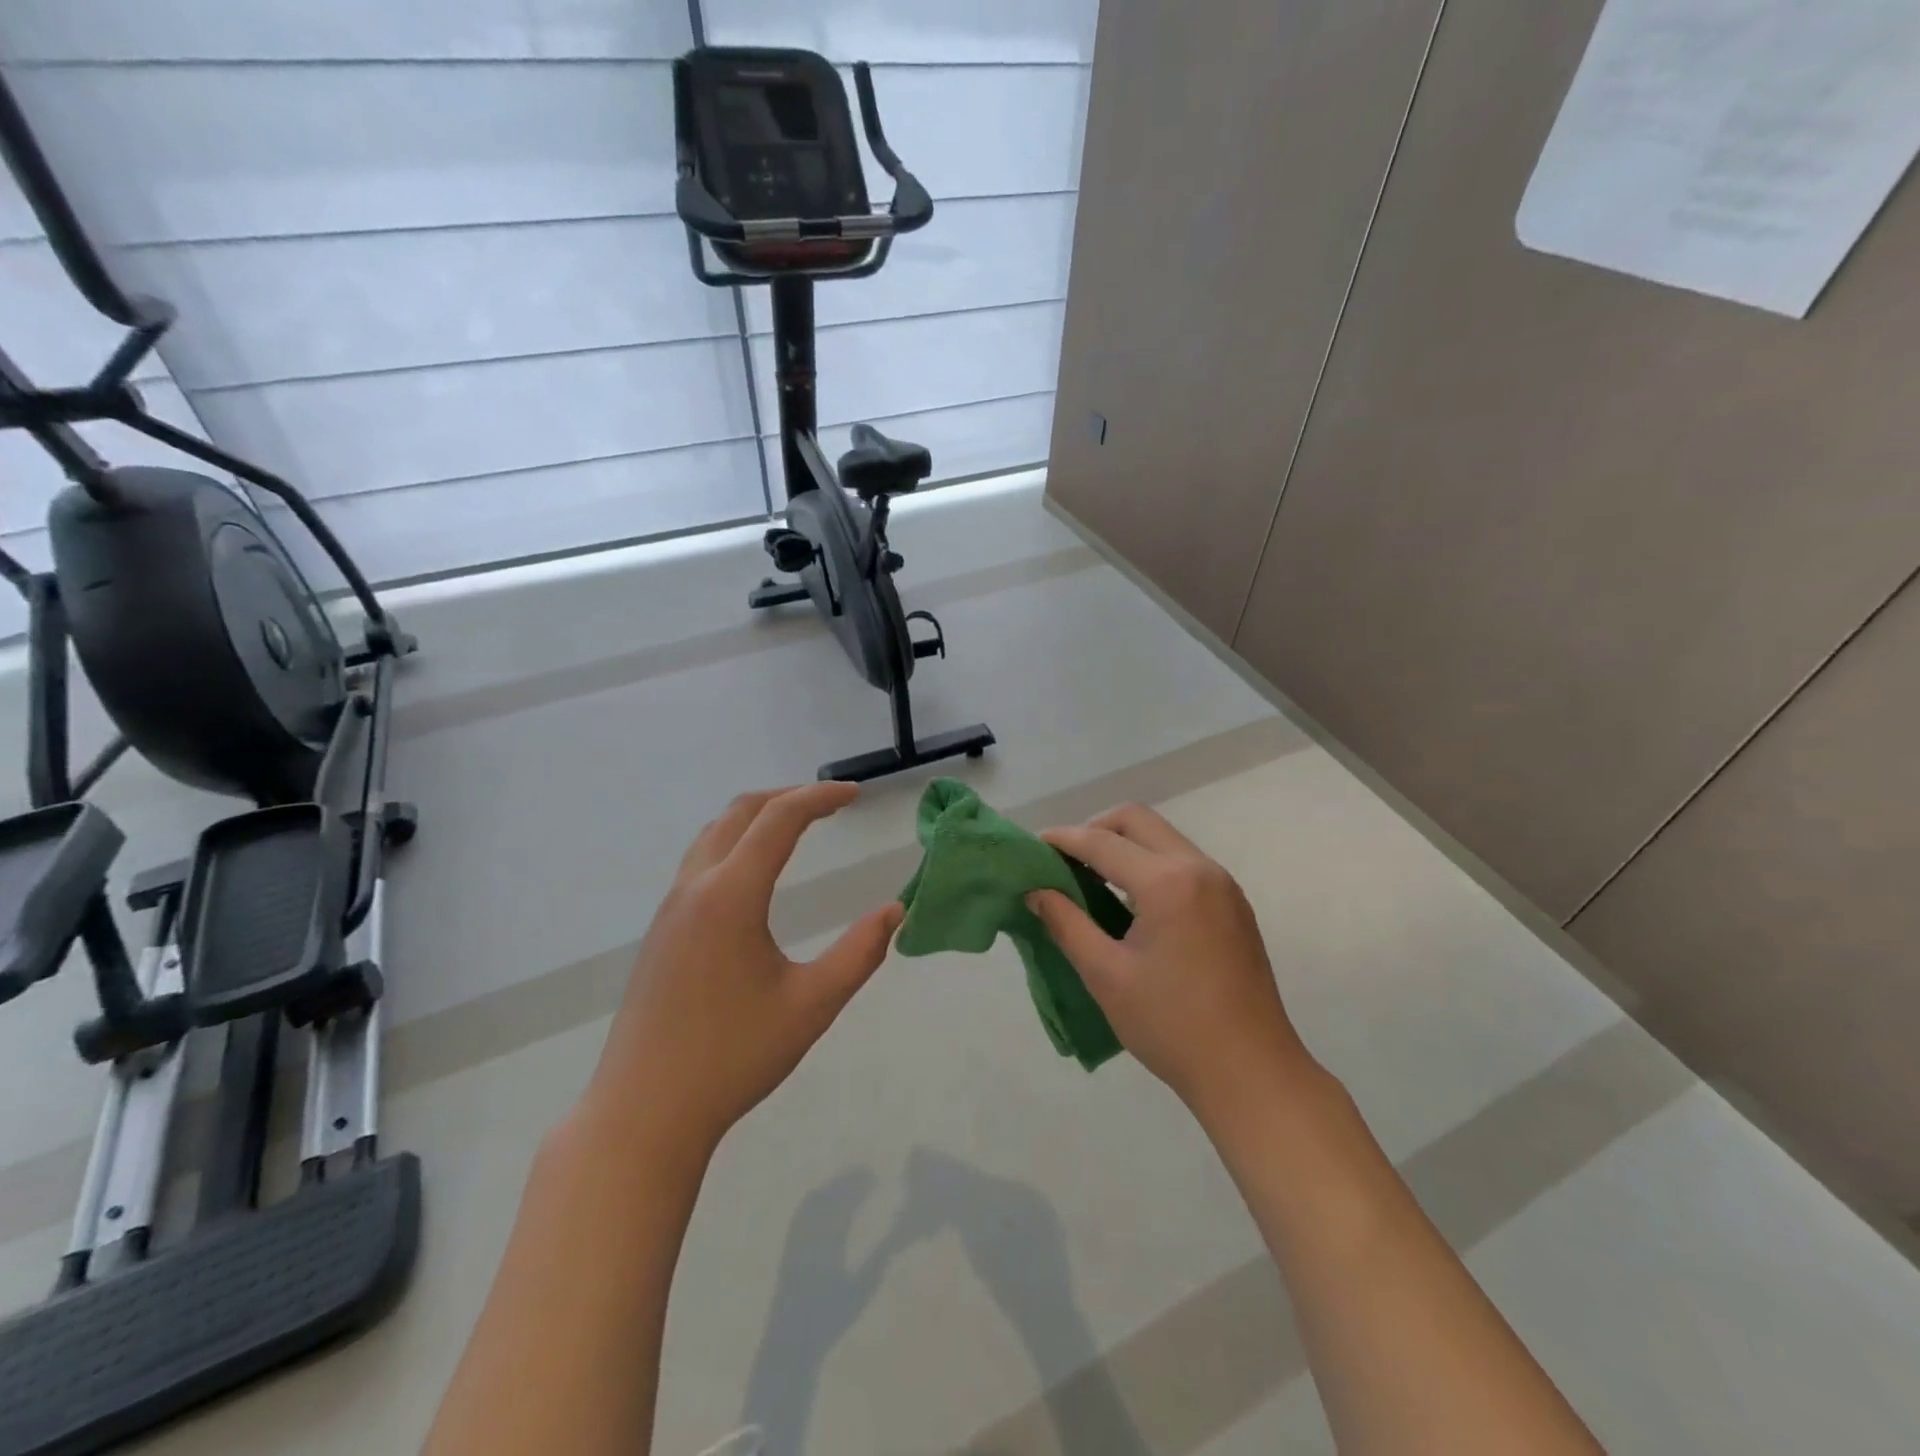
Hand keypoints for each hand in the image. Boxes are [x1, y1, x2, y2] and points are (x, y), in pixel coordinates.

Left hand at [583, 783, 903, 1161]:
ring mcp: (671, 909)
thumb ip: (859, 953)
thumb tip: (895, 911)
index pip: (779, 819)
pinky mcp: (661, 932)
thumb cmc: (733, 1057)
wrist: (644, 1112)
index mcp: (731, 896)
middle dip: (788, 797)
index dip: (820, 797)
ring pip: (714, 835)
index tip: (855, 796)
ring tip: (797, 828)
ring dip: (757, 818)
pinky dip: (736, 843)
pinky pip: (700, 862)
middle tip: (831, 804)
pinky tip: (756, 876)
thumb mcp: (812, 1006)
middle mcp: (696, 888)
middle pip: (741, 812)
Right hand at [1028, 804, 1315, 1131]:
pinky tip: (1131, 902)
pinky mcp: (1233, 904)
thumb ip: (1067, 924)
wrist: (1251, 1073)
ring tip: (1091, 881)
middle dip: (1094, 830)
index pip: (1102, 842)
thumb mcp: (1106, 975)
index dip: (1062, 840)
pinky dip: (1149, 865)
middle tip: (1065, 862)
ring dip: (1124, 846)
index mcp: (1168, 882)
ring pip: (1162, 838)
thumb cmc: (1171, 1026)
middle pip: (1136, 820)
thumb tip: (1036, 892)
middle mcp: (1199, 868)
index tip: (1031, 848)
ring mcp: (1222, 884)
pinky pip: (1182, 862)